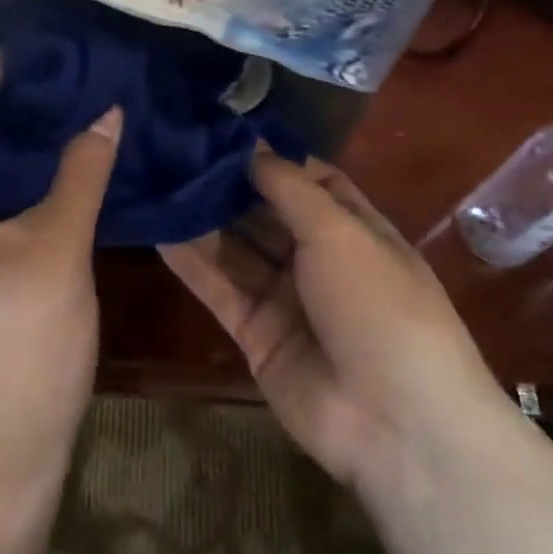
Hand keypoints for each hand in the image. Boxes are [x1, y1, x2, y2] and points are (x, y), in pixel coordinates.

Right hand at [160, 151, 501, 489]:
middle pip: (265, 213)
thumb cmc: (379, 306)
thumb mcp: (340, 232)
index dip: (271, 157)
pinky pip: (219, 290)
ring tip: (157, 184)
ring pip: (236, 250)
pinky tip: (157, 232)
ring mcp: (286, 299)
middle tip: (173, 153)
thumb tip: (251, 147)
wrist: (395, 422)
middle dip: (226, 186)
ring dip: (201, 221)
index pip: (310, 181)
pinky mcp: (256, 334)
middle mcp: (319, 260)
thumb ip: (288, 188)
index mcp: (354, 230)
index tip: (222, 132)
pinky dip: (191, 264)